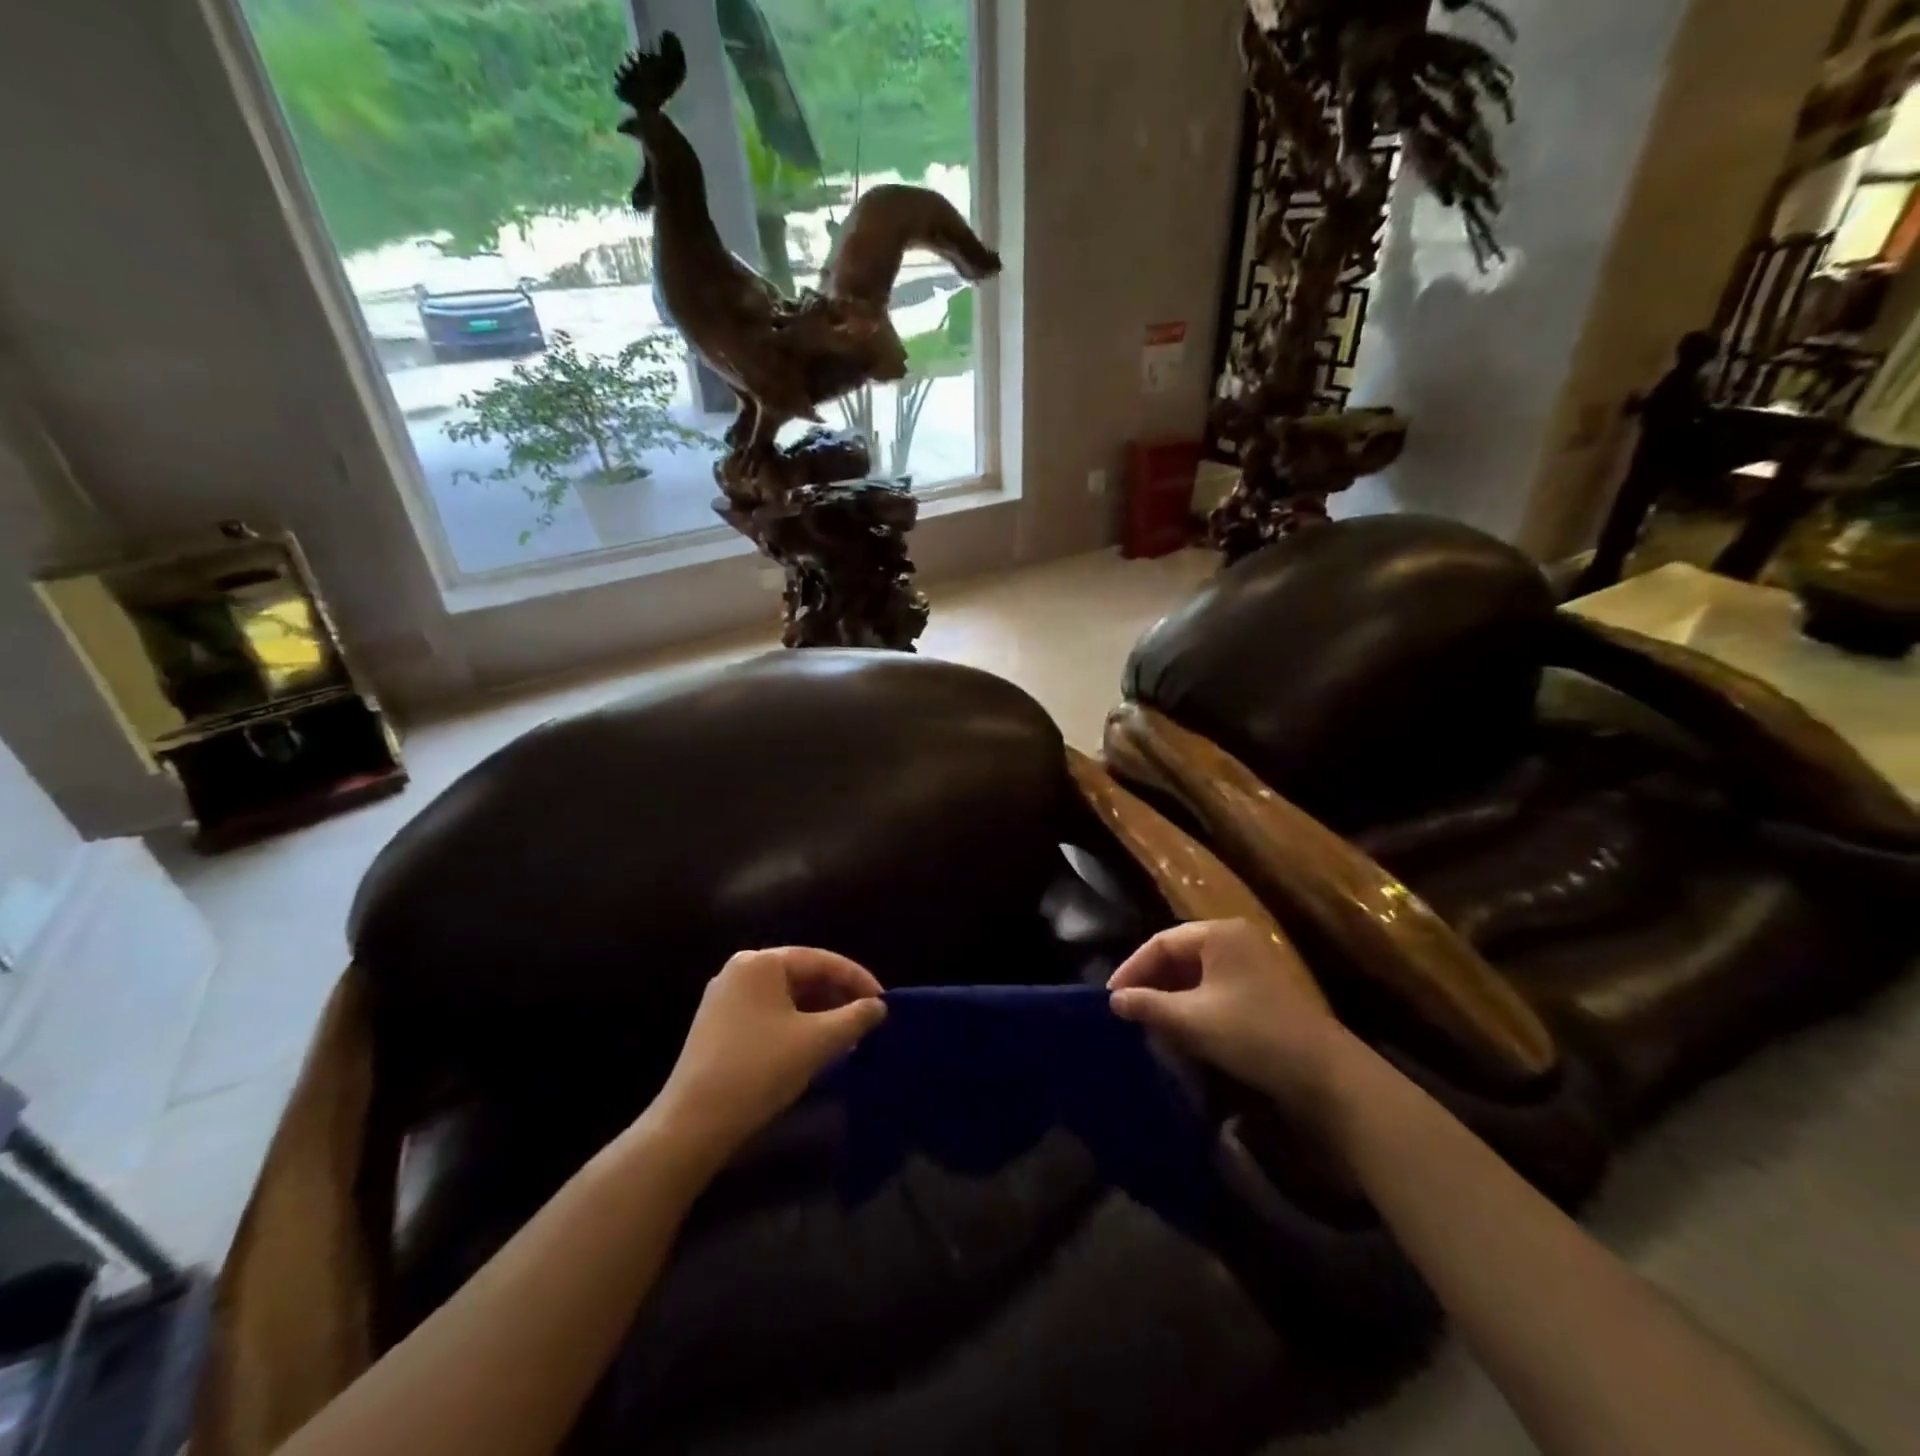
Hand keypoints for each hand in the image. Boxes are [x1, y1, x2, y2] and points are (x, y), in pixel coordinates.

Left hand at [649, 948, 886, 1162]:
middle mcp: (740, 971)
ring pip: (787, 997)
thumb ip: (855, 1018)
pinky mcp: (718, 1026)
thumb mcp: (817, 1042)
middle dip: (838, 997)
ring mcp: (725, 999)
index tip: (884, 1002)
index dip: (858, 979)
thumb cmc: (759, 1070)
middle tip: (867, 1020)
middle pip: (803, 975)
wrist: (693, 1125)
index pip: (821, 960)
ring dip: (820, 1013)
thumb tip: (878, 1006)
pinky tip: (814, 1047)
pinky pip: (769, 1014)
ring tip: (846, 1036)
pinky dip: (796, 1025)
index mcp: (761, 962)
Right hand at [1108, 919, 1349, 1118]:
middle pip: (1178, 954)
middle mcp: (1235, 939)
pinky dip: (1192, 1004)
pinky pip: (1214, 988)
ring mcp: (1251, 964)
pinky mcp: (1261, 991)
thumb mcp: (1192, 1020)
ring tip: (1148, 1020)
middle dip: (1150, 982)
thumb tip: (1114, 1000)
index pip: (1161, 942)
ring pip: (1195, 973)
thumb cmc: (1252, 1035)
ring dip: (1170, 995)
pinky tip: (1180, 1028)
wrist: (1325, 1074)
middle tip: (1127, 1009)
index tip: (1110, 996)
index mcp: (1218, 933)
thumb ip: (1148, 1005)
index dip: (1132, 968)